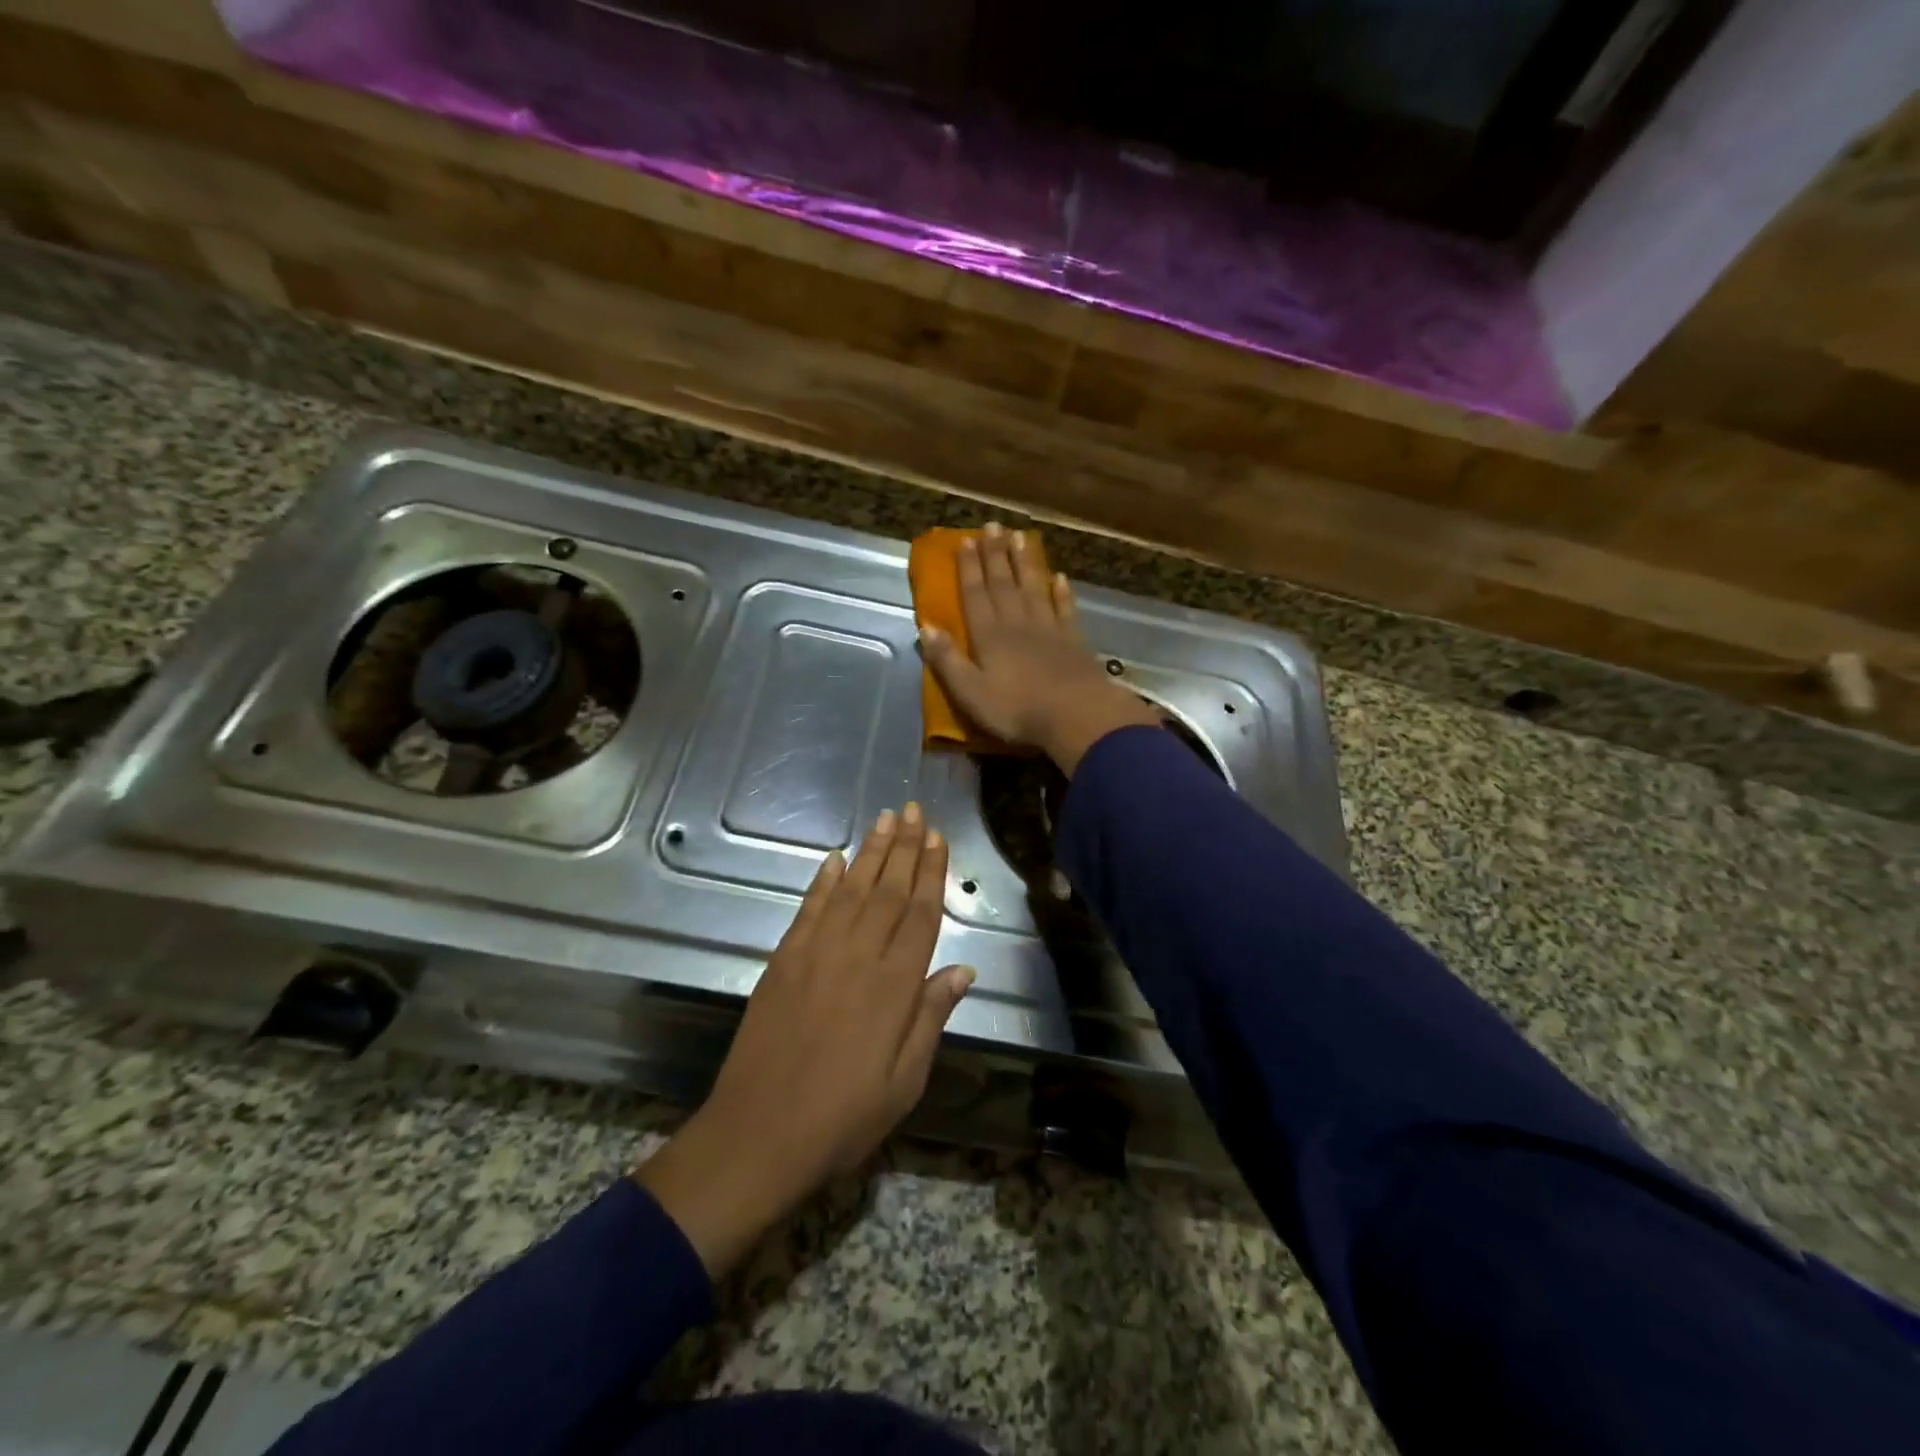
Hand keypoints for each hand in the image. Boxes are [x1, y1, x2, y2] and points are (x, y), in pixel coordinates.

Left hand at [636, 803, 972, 1277]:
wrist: (758, 1136)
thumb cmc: (843, 1118)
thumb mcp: (904, 1082)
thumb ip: (931, 1019)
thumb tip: (963, 970)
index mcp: (895, 986)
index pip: (920, 915)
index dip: (931, 873)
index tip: (938, 838)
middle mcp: (858, 957)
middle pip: (888, 891)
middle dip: (905, 848)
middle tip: (915, 810)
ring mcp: (816, 955)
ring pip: (852, 890)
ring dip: (871, 853)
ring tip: (886, 819)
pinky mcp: (783, 962)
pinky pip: (809, 910)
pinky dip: (823, 881)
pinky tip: (835, 859)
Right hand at [920, 522, 1159, 772]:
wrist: (1075, 715)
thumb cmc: (1017, 709)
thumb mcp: (970, 692)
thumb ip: (948, 660)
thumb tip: (925, 627)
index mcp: (989, 636)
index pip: (975, 595)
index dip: (969, 568)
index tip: (965, 541)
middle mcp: (1017, 624)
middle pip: (1004, 584)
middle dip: (995, 554)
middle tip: (991, 526)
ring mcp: (1049, 629)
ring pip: (1033, 588)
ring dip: (1025, 563)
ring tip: (1020, 537)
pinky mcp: (1074, 641)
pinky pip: (1065, 609)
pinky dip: (1061, 592)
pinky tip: (1059, 577)